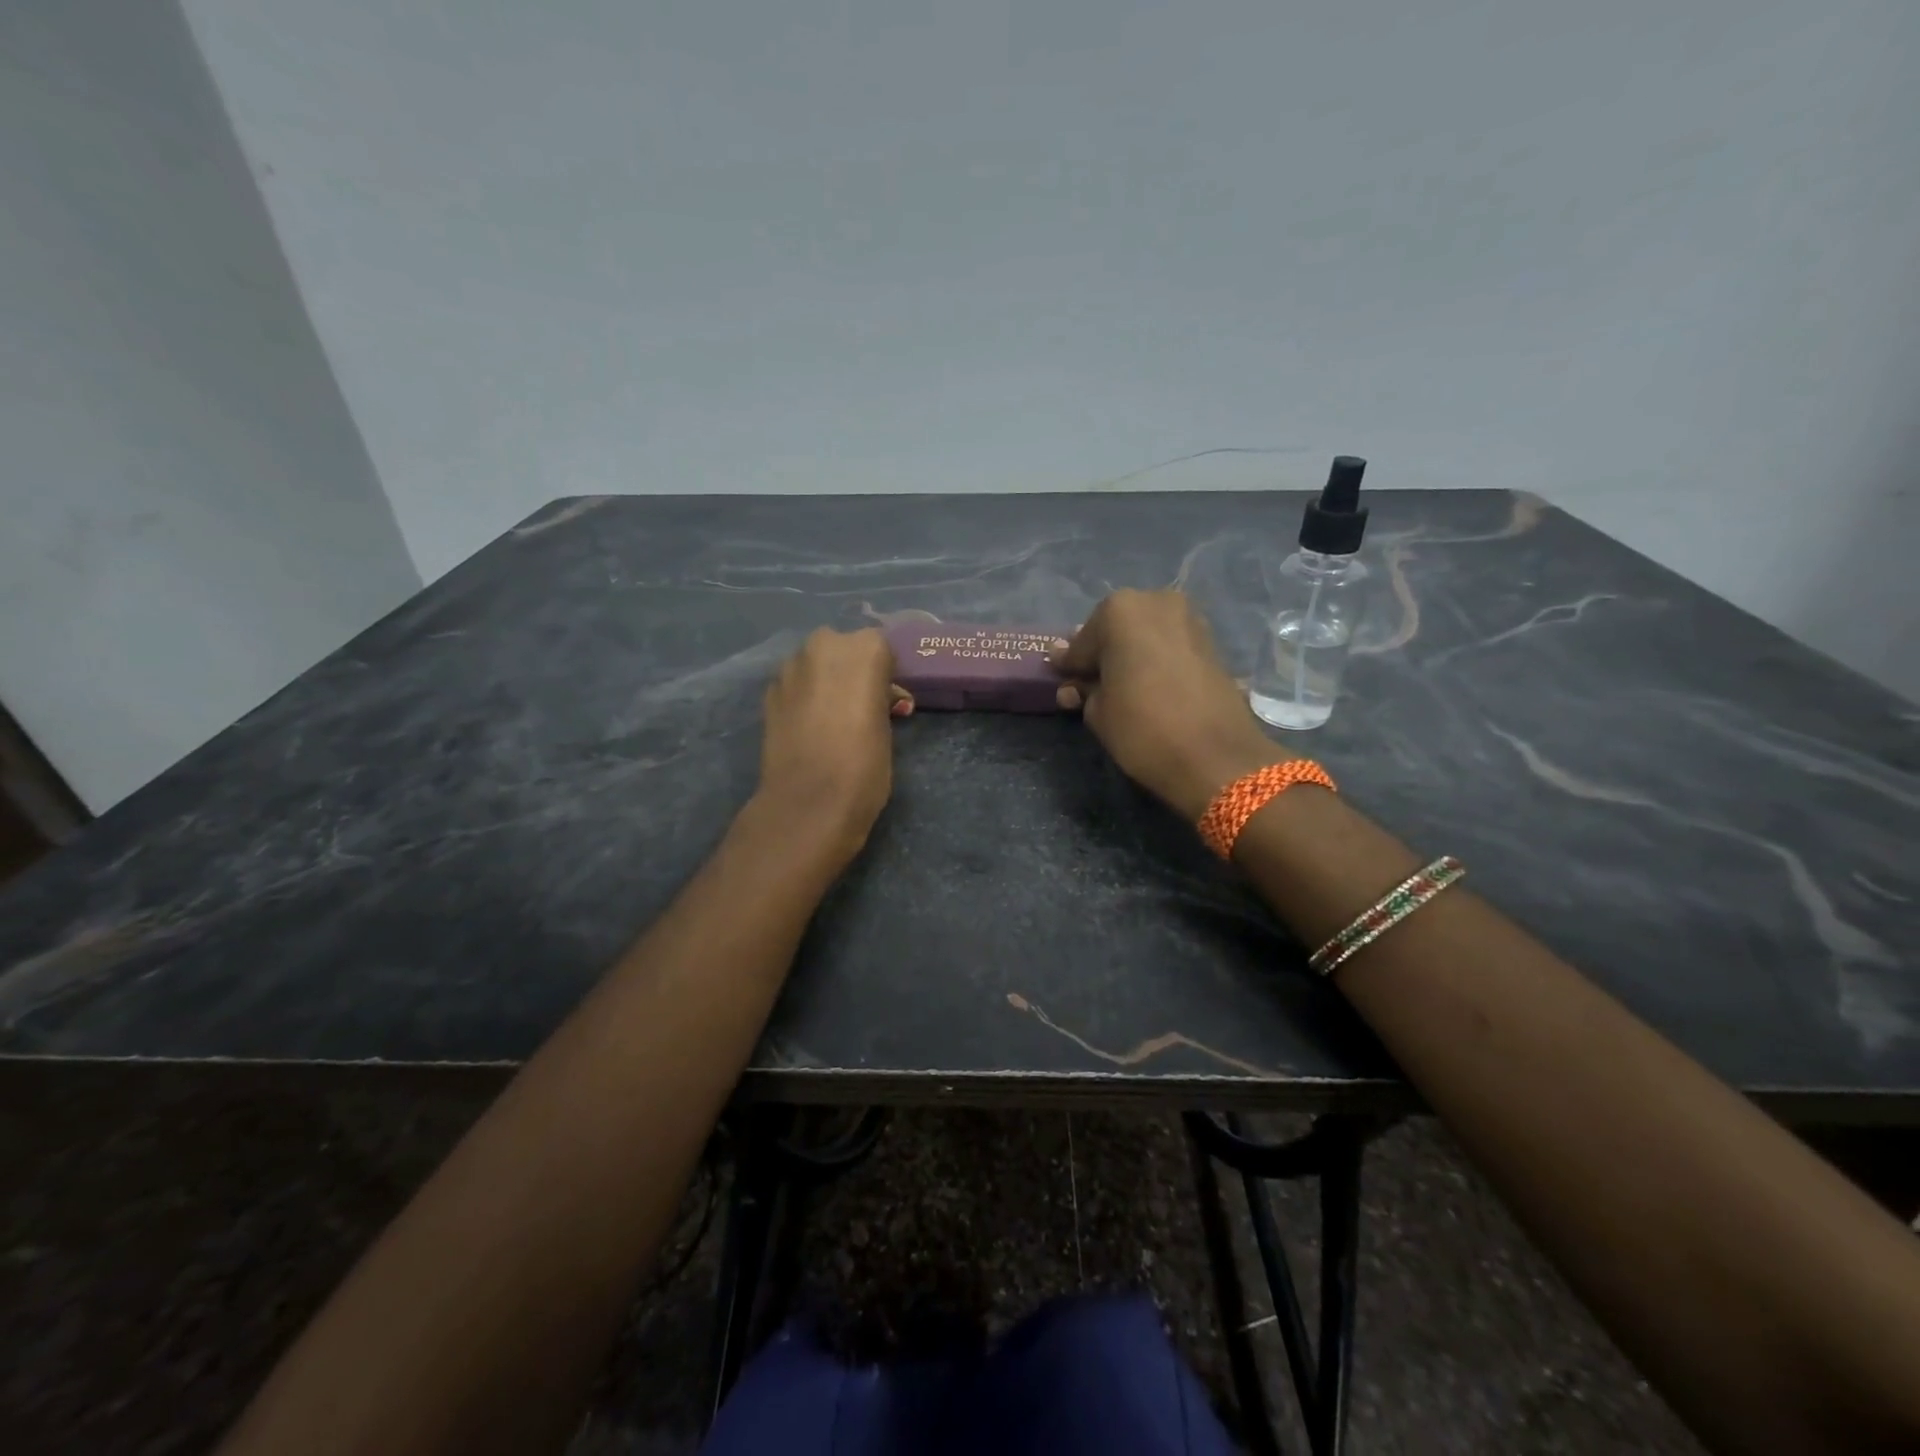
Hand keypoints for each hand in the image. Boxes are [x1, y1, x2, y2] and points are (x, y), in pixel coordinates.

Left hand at [755, 627, 904, 859]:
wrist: (809, 802)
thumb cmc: (865, 764)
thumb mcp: (887, 725)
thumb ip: (880, 698)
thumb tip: (877, 697)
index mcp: (864, 649)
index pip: (882, 647)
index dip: (887, 673)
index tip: (891, 698)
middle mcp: (824, 646)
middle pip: (844, 649)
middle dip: (853, 670)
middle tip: (864, 705)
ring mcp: (791, 667)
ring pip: (817, 664)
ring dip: (827, 681)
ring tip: (836, 717)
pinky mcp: (769, 692)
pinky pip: (796, 685)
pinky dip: (805, 697)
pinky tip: (812, 725)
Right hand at [1053, 590, 1281, 819]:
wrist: (1216, 757)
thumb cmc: (1143, 729)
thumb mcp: (1097, 712)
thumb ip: (1085, 689)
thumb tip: (1076, 681)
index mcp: (1119, 610)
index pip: (1082, 642)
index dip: (1071, 666)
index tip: (1062, 680)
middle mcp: (1155, 602)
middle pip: (1116, 630)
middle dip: (1103, 655)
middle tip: (1091, 685)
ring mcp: (1189, 618)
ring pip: (1145, 635)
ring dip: (1130, 657)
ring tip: (1120, 689)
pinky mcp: (1211, 641)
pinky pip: (1169, 646)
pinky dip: (1155, 661)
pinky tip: (1147, 687)